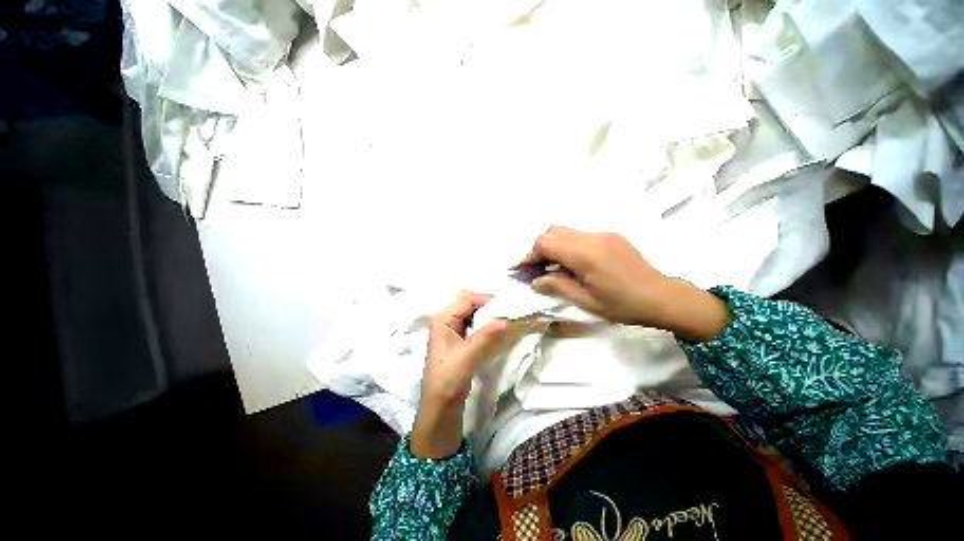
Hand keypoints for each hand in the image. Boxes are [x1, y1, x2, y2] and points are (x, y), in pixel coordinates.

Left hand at [411, 291, 508, 458]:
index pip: (466, 298)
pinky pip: (474, 324)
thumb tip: (506, 319)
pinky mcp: (458, 340)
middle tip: (506, 312)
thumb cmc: (448, 378)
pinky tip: (496, 330)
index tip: (506, 307)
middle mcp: (446, 320)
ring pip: (472, 313)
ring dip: (487, 315)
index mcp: (443, 319)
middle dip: (487, 305)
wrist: (440, 406)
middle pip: (468, 303)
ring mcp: (452, 330)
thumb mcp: (467, 355)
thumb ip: (486, 335)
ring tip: (504, 319)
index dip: (485, 300)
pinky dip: (485, 324)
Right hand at [521, 226, 728, 341]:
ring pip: (565, 231)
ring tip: (552, 267)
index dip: (530, 255)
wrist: (662, 297)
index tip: (524, 270)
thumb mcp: (586, 301)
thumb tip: (534, 281)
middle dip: (539, 249)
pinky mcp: (610, 235)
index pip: (546, 243)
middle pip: (552, 231)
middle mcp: (592, 237)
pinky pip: (579, 235)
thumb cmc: (622, 305)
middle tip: (537, 269)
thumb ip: (557, 286)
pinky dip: (567, 245)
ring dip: (553, 246)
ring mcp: (603, 233)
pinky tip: (572, 263)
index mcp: (586, 255)